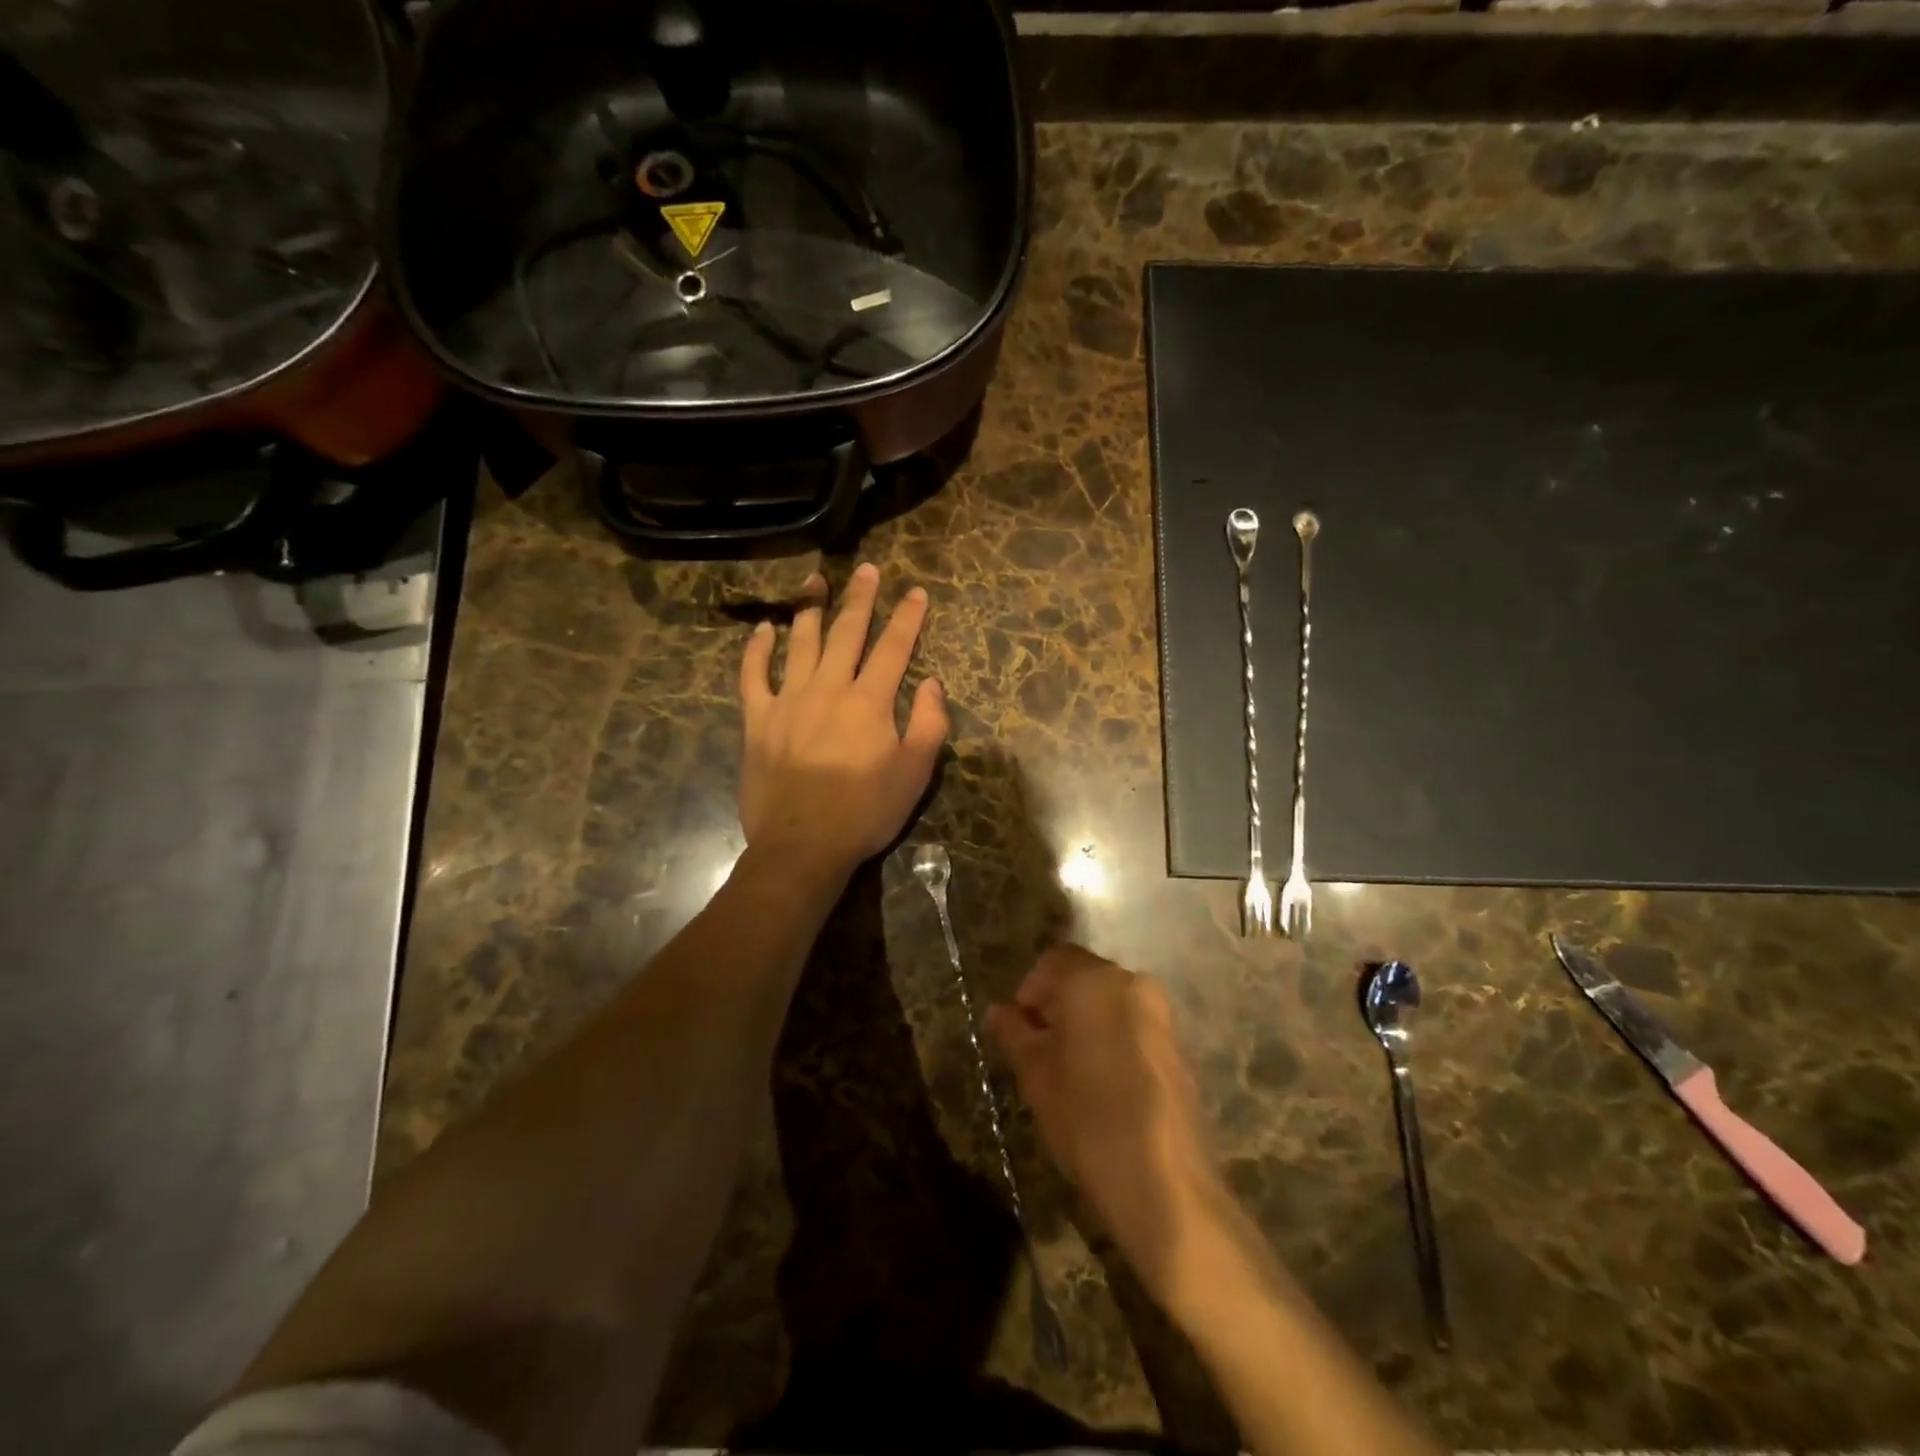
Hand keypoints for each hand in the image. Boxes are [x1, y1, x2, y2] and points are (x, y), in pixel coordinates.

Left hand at [739, 563, 948, 877]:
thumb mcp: (915, 773)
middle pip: (846, 632)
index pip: (893, 647)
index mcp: (870, 701)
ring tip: (816, 580)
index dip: (907, 618)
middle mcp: (829, 688)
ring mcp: (788, 700)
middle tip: (868, 569)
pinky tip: (764, 630)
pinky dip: (757, 650)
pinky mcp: (758, 719)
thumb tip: (932, 683)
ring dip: (810, 608)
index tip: (916, 592)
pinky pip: (753, 675)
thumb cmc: (865, 812)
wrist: (802, 845)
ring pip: (800, 643)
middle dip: (861, 598)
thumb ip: (929, 723)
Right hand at [986, 945, 1229, 1309]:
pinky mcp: (1178, 1049)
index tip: (1019, 1028)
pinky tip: (1101, 1085)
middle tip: (1038, 1050)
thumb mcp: (1036, 1074)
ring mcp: (1162, 1016)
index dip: (1030, 989)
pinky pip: (1134, 1027)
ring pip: (1111, 1003)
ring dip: (1085, 1023)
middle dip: (1057, 1006)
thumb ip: (1014, 1033)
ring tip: (1067, 1070)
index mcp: (1095, 980)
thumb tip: (998, 1011)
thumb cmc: (1086, 1116)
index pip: (1055, 960)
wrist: (1163, 1183)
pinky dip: (1112, 1040)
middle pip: (1084, 979)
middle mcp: (1133, 984)